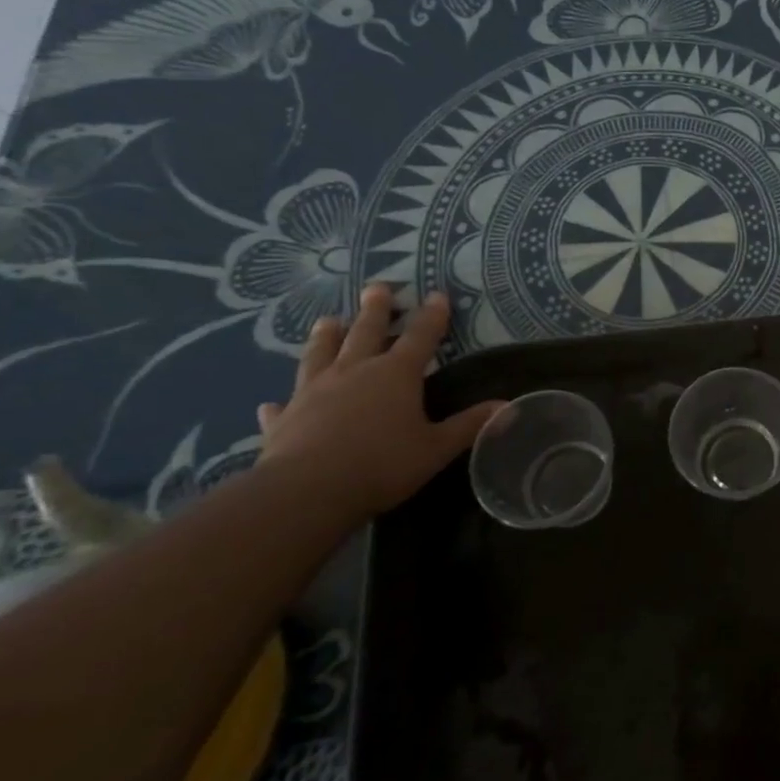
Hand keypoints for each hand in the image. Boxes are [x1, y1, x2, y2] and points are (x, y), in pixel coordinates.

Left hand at [254, 284, 504, 523]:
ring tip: (328, 320)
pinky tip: (272, 402)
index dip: (432, 316)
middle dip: (375, 310)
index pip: (420, 337)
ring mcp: (313, 392)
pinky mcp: (284, 419)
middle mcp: (354, 372)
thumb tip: (507, 406)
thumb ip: (469, 425)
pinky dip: (283, 402)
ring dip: (326, 336)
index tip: (437, 295)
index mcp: (395, 375)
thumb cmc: (382, 465)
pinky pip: (283, 405)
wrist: (305, 492)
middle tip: (377, 287)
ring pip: (320, 355)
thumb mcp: (436, 448)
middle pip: (365, 332)